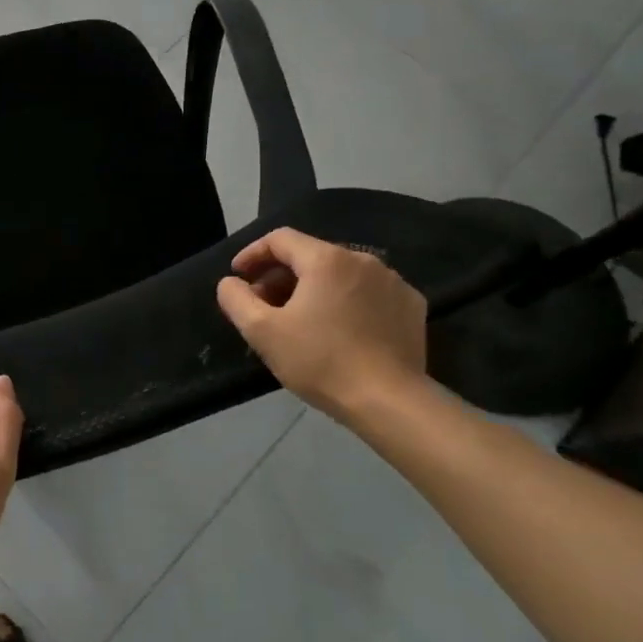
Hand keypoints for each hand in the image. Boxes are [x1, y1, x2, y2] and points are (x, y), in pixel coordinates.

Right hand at [216, 228, 428, 424]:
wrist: (390, 402)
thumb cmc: (320, 361)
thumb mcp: (261, 331)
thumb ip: (236, 299)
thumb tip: (230, 282)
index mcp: (326, 259)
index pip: (280, 239)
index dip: (252, 254)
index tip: (237, 276)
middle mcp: (363, 260)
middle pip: (310, 255)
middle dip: (280, 275)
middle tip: (263, 305)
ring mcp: (393, 282)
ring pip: (340, 274)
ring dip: (313, 288)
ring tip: (299, 319)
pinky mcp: (411, 306)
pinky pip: (368, 292)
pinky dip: (346, 301)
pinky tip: (338, 329)